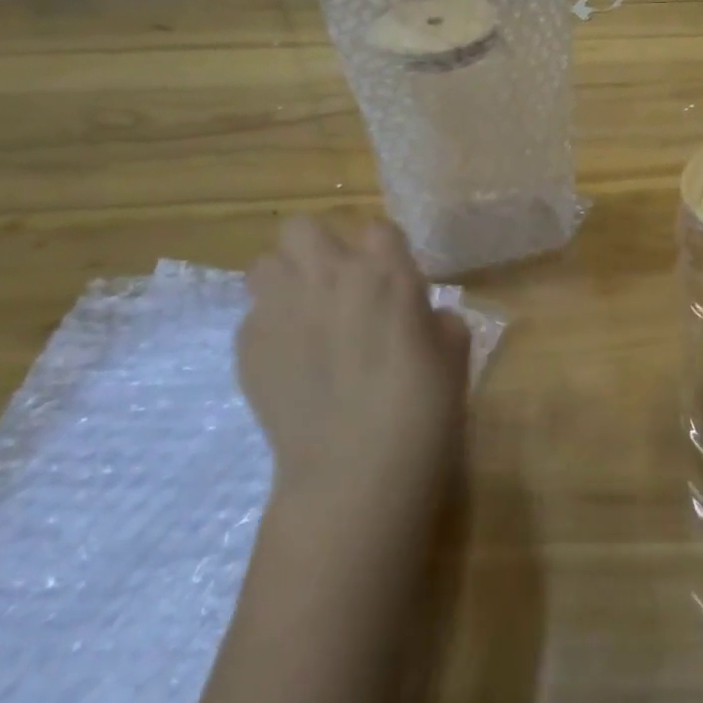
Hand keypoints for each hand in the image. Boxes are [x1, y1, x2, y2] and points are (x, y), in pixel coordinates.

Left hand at [238, 219, 469, 510]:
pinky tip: (292, 363)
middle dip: (319, 248)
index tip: (392, 280)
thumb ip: (438, 321)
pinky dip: (271, 329)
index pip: (377, 229)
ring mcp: (280, 309)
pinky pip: (253, 317)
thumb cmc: (421, 410)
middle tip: (339, 286)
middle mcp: (327, 277)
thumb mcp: (454, 356)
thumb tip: (423, 317)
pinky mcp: (248, 347)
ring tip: (306, 316)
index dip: (384, 253)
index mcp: (385, 273)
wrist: (355, 474)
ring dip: (286, 280)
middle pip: (303, 228)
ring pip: (266, 264)